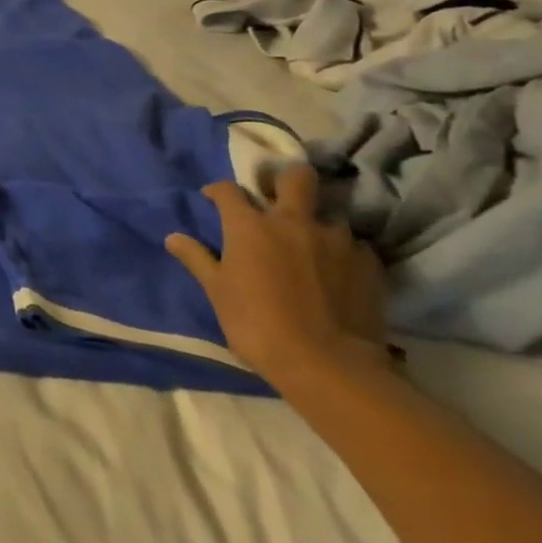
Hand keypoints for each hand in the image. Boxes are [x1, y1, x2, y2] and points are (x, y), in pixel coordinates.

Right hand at [164, 163, 390, 387]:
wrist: (327, 365)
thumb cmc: (258, 325)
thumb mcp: (217, 292)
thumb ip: (197, 259)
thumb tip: (172, 237)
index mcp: (250, 226)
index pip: (228, 190)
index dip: (218, 191)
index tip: (213, 199)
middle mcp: (293, 221)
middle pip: (296, 178)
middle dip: (286, 181)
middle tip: (279, 200)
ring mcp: (336, 240)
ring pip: (330, 215)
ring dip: (319, 225)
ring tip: (315, 246)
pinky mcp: (369, 264)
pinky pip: (357, 247)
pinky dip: (346, 254)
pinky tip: (341, 272)